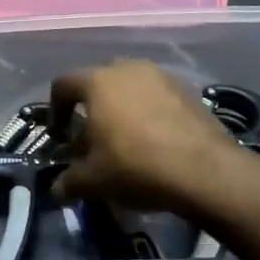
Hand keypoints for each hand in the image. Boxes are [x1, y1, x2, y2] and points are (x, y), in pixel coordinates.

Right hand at [49, 61, 248, 215]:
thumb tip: (57, 190)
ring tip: (126, 137)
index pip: (64, 84)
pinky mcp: (186, 88)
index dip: (55, 108)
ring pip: (130, 85)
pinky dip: (149, 110)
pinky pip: (156, 94)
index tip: (60, 134)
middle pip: (98, 81)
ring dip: (122, 106)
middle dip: (91, 107)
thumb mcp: (94, 181)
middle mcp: (127, 68)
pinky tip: (155, 138)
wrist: (204, 169)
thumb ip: (69, 182)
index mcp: (97, 82)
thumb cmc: (136, 166)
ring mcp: (160, 75)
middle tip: (93, 137)